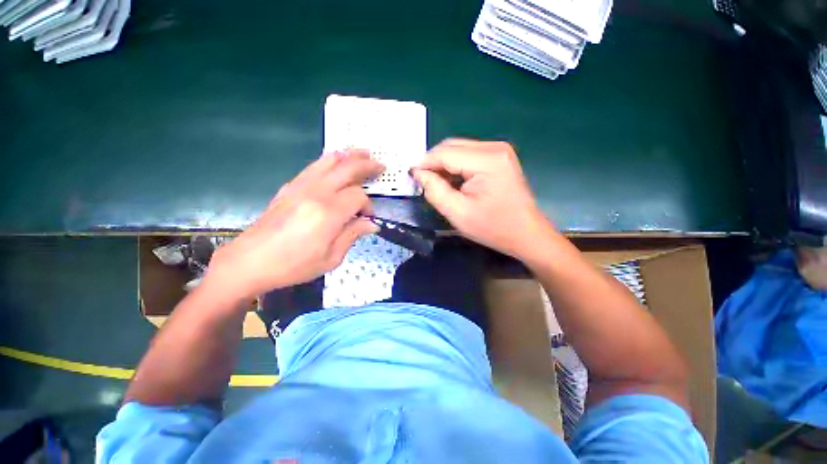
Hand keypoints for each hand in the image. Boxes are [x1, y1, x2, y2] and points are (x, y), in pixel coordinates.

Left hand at [204, 150, 383, 300]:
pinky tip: (337, 160)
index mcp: (328, 213)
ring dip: (349, 155)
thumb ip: (353, 234)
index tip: (367, 218)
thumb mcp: (331, 258)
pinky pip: (314, 166)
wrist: (249, 261)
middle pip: (347, 169)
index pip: (358, 197)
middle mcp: (316, 193)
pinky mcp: (289, 186)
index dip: (368, 206)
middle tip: (380, 165)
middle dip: (367, 166)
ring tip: (363, 152)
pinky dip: (330, 159)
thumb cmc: (293, 265)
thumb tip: (372, 224)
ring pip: (330, 161)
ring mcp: (300, 186)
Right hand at [412, 139, 551, 258]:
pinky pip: (468, 155)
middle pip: (451, 146)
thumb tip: (418, 173)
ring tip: (437, 185)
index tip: (411, 177)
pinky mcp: (499, 157)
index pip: (445, 153)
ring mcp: (499, 150)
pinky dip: (455, 166)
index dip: (424, 163)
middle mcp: (494, 147)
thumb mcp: (458, 213)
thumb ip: (434, 190)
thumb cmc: (493, 228)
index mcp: (487, 160)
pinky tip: (453, 182)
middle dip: (433, 163)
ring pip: (458, 149)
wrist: (526, 234)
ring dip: (444, 165)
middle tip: (423, 182)